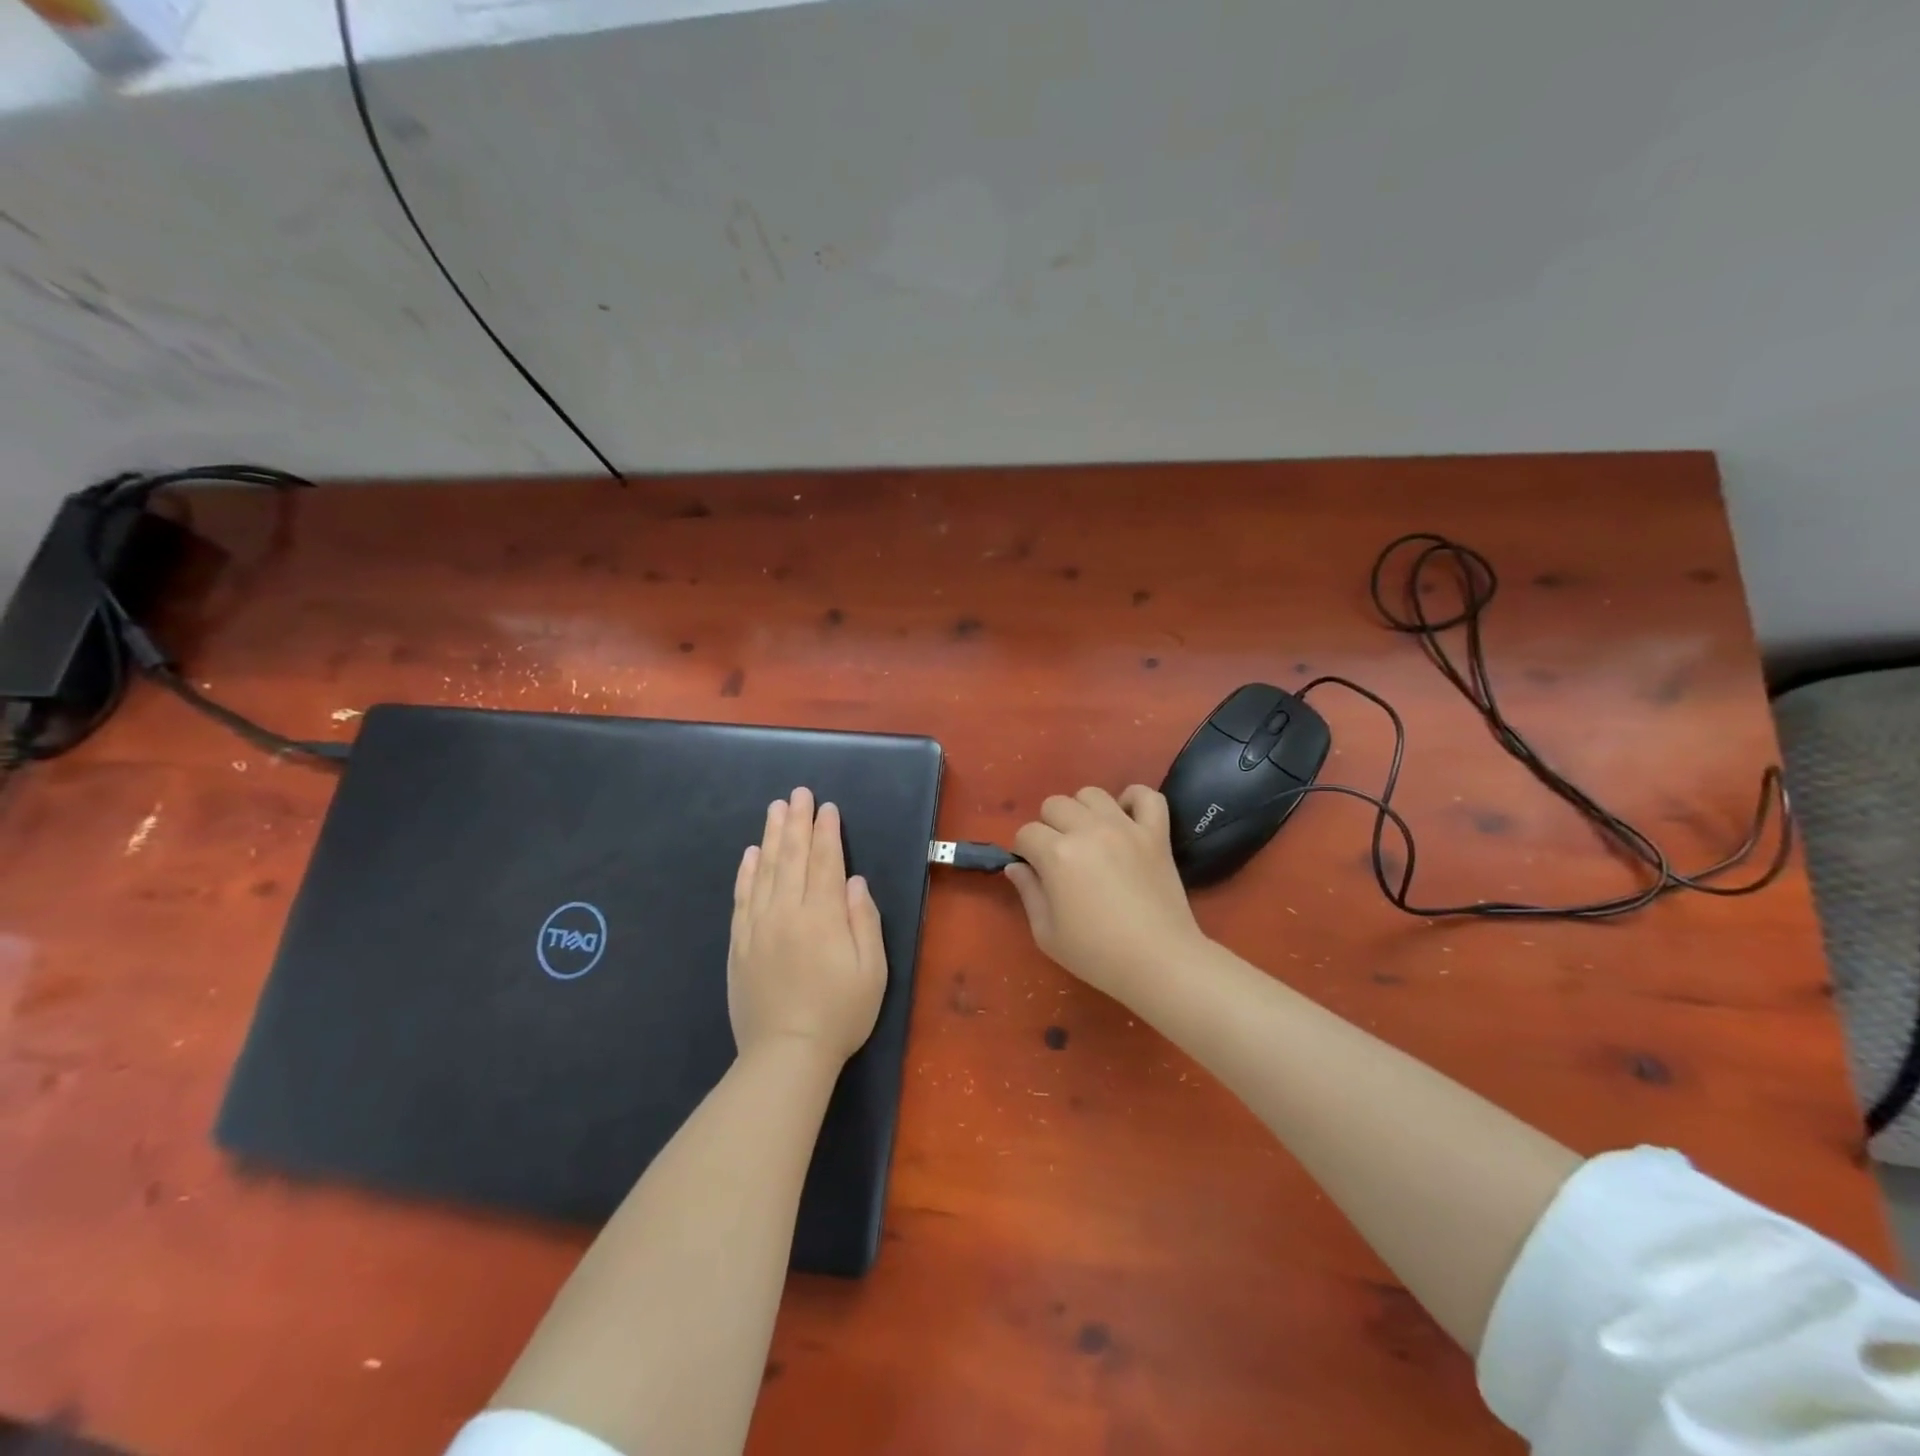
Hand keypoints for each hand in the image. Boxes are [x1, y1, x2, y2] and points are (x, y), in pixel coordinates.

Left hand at [728, 787, 886, 1064]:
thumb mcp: (872, 970)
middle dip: (797, 822)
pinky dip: (745, 872)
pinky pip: (741, 898)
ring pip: (764, 870)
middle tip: (798, 793)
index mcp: (822, 916)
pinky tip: (750, 853)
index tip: (827, 807)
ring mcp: (758, 927)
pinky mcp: (739, 944)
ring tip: (775, 809)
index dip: (827, 832)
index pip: (825, 862)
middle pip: (791, 857)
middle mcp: (787, 912)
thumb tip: (854, 881)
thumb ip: (863, 920)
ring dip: (770, 836)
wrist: (786, 1054)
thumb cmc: (840, 1013)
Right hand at [1007, 785, 1207, 1000]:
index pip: (1026, 833)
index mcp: (1057, 854)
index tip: (1035, 872)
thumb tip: (1016, 867)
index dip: (1025, 852)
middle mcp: (1089, 830)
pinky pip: (1146, 796)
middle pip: (1055, 805)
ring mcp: (1126, 827)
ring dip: (1083, 811)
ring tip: (1090, 838)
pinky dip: (1134, 800)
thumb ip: (1028, 893)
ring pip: (1092, 794)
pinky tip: (1126, 819)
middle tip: (1061, 857)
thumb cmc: (1097, 955)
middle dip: (1049, 827)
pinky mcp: (1156, 833)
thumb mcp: (1047, 934)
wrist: (1160, 962)